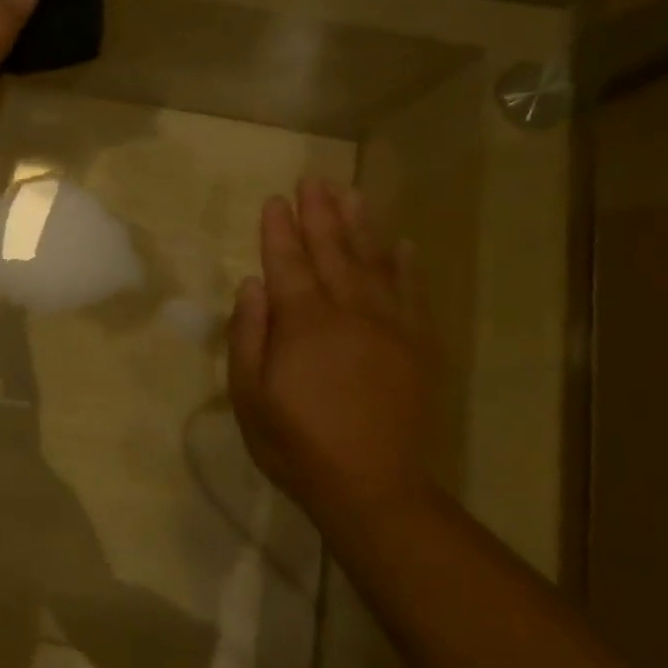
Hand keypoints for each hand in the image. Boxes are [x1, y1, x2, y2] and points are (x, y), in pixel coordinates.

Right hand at [228, 177, 436, 522]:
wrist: (372, 487)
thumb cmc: (296, 444)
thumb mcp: (250, 396)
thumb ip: (248, 335)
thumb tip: (251, 284)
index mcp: (303, 324)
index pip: (286, 264)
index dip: (278, 230)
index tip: (275, 199)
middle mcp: (349, 313)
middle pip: (332, 251)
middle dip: (320, 214)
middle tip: (313, 180)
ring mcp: (390, 327)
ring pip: (373, 262)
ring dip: (360, 225)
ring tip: (351, 192)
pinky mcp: (418, 346)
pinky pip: (413, 294)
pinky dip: (406, 266)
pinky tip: (401, 244)